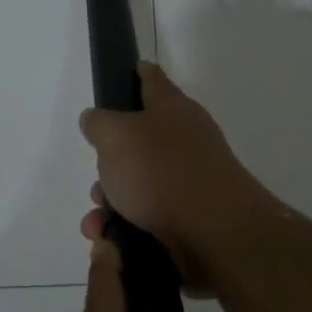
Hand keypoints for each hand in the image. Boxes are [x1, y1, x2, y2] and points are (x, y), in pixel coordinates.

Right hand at [78, 62, 274, 287]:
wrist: (215, 232)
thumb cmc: (161, 171)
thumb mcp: (115, 135)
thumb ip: (99, 123)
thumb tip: (96, 120)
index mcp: (171, 108)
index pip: (152, 79)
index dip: (137, 73)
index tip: (127, 72)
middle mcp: (184, 139)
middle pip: (138, 141)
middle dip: (109, 162)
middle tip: (98, 179)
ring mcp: (190, 179)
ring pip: (139, 184)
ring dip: (112, 202)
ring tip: (97, 222)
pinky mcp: (189, 217)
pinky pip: (148, 217)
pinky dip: (126, 227)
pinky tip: (110, 239)